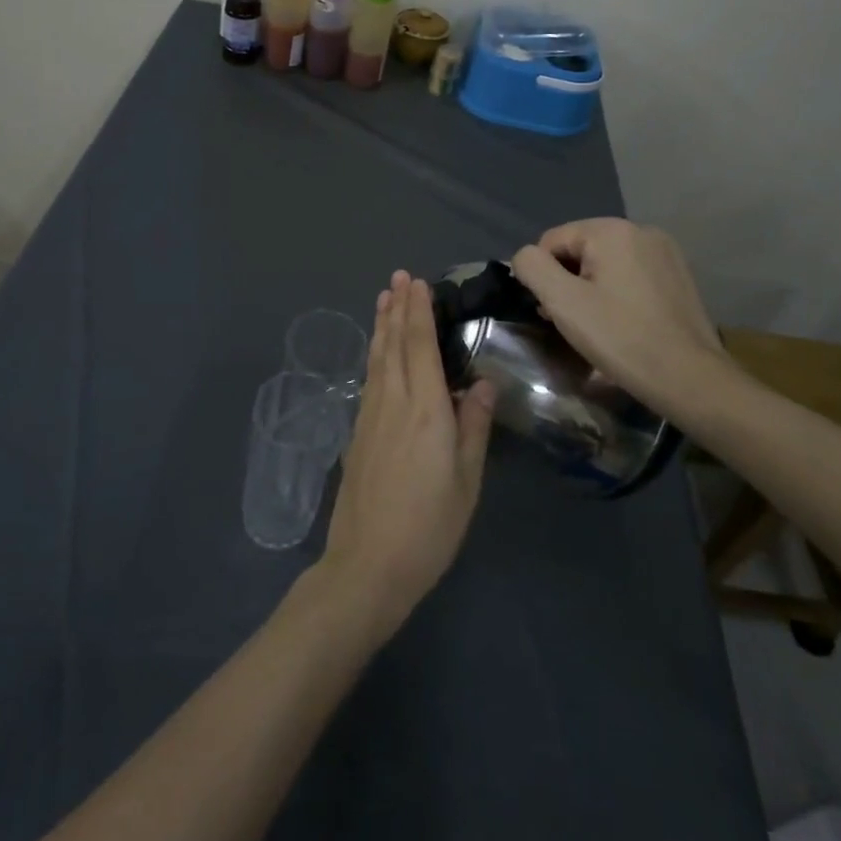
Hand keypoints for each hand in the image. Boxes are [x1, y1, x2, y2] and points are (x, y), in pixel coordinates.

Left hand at [318, 272, 495, 642]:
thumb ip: (474, 427)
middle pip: (394, 344)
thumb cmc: (429, 527)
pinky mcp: (357, 432)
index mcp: (426, 410)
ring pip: (377, 358)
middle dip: (397, 308)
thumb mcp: (467, 482)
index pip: (420, 347)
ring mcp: (370, 416)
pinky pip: (369, 377)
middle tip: (398, 277)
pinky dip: (374, 353)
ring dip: (382, 325)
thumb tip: (483, 383)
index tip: (417, 282)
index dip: (418, 312)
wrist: (368, 563)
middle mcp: (394, 402)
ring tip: (384, 298)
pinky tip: (377, 351)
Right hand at [511, 218, 729, 418]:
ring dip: (589, 289)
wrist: (690, 379)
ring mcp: (665, 253)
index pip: (552, 241)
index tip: (552, 311)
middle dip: (567, 282)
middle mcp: (641, 230)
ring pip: (605, 263)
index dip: (543, 276)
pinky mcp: (678, 276)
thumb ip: (532, 267)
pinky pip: (630, 274)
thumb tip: (525, 258)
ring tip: (595, 326)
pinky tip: (622, 323)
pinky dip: (616, 293)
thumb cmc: (620, 337)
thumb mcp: (562, 302)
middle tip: (570, 322)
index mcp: (612, 230)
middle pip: (579, 250)